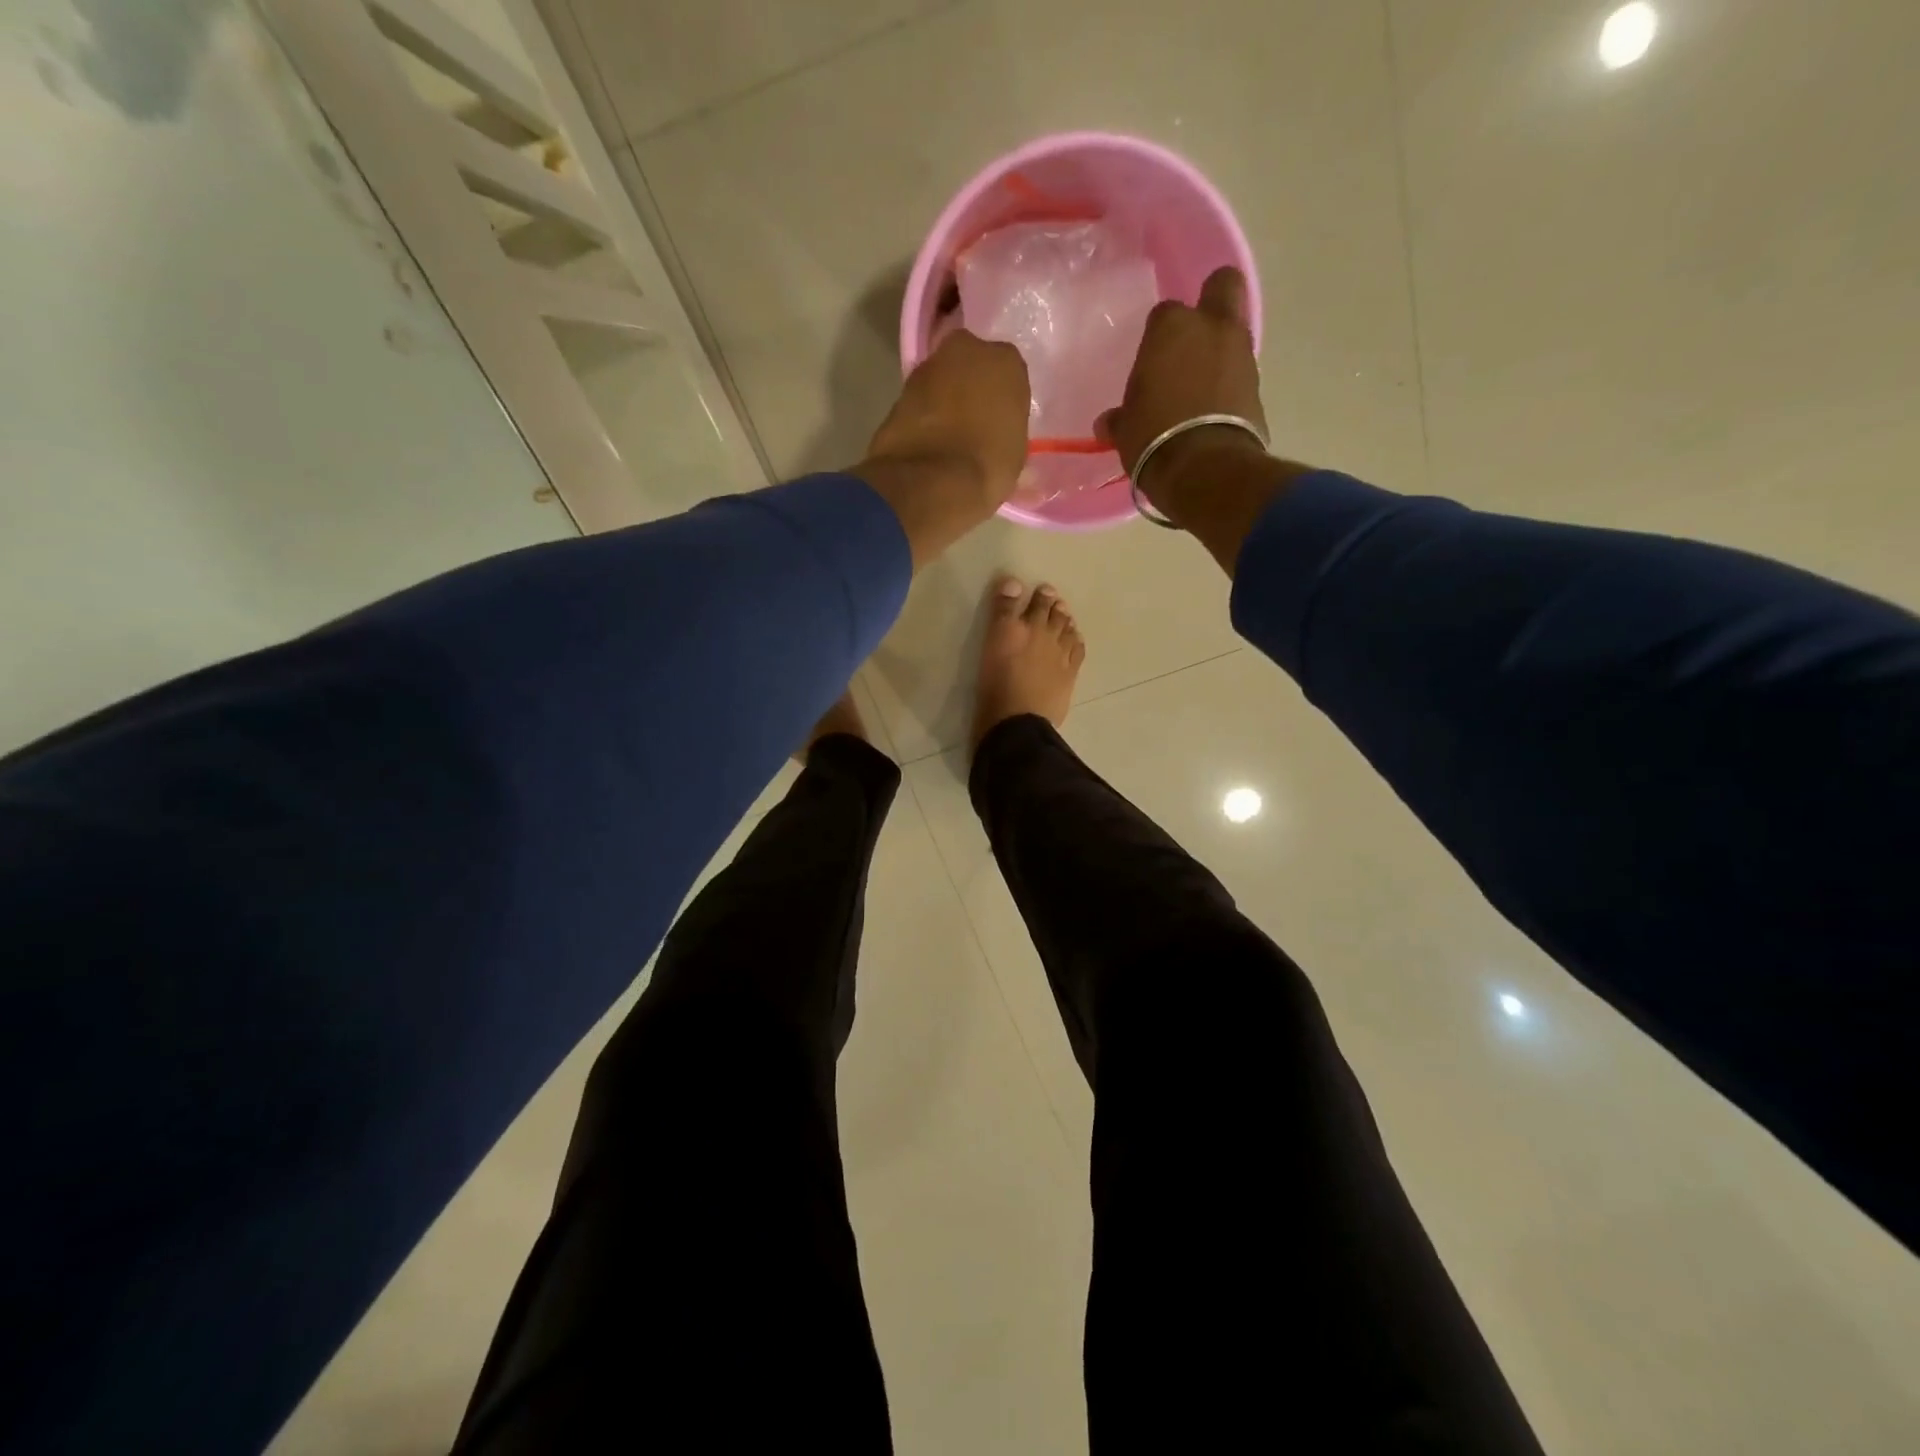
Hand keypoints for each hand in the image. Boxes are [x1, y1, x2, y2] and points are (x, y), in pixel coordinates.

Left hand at [855, 330, 1029, 568]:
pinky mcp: (898, 391)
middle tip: (975, 422)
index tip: (1001, 420)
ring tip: (948, 437)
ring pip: (942, 381)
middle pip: (971, 366)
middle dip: (971, 388)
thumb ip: (1010, 436)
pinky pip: (920, 402)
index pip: (1009, 373)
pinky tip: (927, 443)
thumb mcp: (1015, 457)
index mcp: (1005, 361)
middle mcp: (965, 350)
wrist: (929, 483)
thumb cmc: (987, 467)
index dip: (1003, 398)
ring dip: (944, 400)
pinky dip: (923, 416)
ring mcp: (927, 368)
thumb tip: (1011, 453)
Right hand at [1099, 266, 1310, 574]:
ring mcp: (1241, 353)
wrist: (1204, 468)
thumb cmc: (1154, 438)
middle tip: (1194, 335)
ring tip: (1201, 384)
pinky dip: (1230, 383)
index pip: (1163, 314)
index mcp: (1171, 327)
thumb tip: (1108, 422)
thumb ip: (1120, 418)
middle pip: (1222, 287)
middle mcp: (1211, 327)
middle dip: (1212, 301)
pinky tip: (1213, 408)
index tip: (1151, 361)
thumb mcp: (1126, 430)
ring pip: (1234, 332)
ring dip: (1221, 350)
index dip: (1157, 336)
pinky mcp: (1258, 384)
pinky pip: (1241, 372)